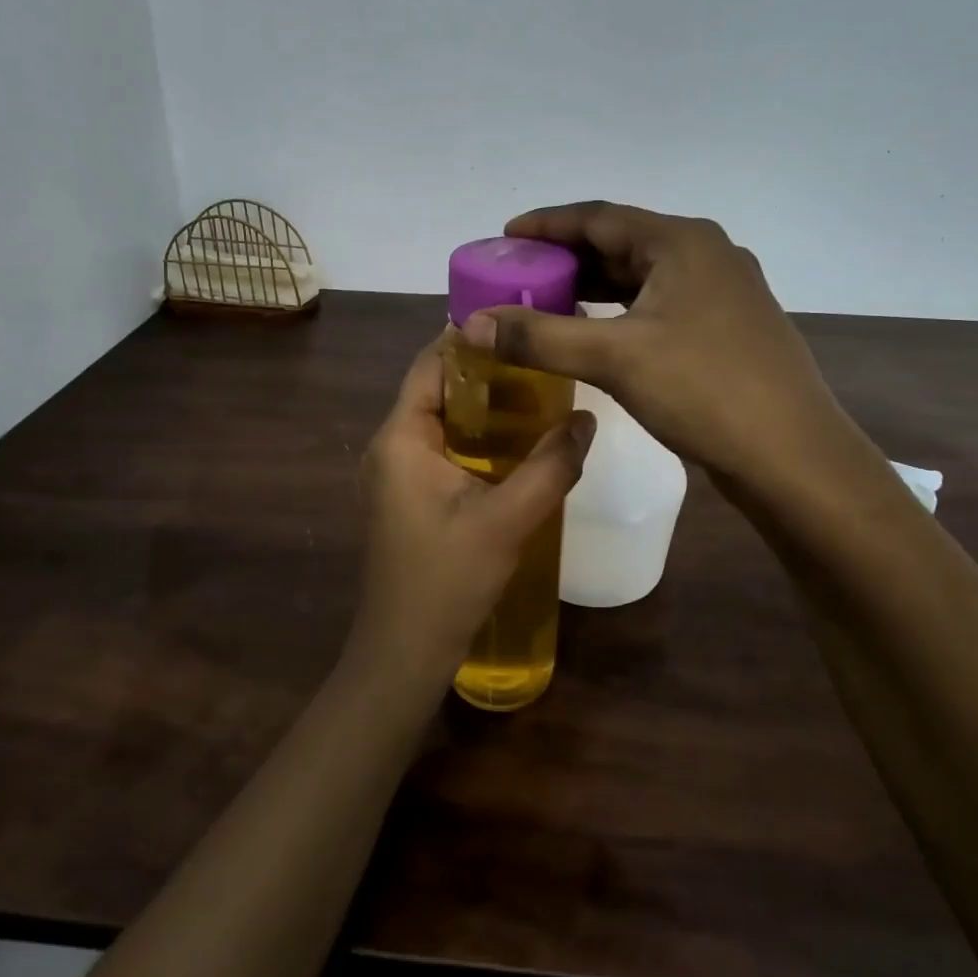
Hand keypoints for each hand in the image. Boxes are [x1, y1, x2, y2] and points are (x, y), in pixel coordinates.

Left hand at [342, 333, 595, 703]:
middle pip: (437, 388)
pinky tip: (517, 445)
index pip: (431, 363)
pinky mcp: (407, 497)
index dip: (472, 338)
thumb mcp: (507, 520)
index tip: (522, 323)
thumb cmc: (446, 581)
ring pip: (442, 420)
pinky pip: (442, 448)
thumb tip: (587, 419)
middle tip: (543, 360)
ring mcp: (395, 474)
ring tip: (540, 394)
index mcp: (400, 437)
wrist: (403, 653)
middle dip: (487, 372)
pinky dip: (477, 438)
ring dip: (484, 407)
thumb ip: (550, 466)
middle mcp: (390, 446)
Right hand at [463, 202, 874, 493]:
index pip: (600, 216)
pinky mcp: (727, 328)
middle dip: (568, 258)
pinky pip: (660, 305)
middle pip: (622, 243)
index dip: (548, 224)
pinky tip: (596, 333)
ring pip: (643, 276)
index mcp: (683, 242)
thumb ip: (539, 337)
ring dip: (594, 287)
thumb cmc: (704, 390)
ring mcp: (722, 293)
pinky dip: (621, 312)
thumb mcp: (615, 358)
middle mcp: (706, 255)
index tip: (506, 235)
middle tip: (519, 275)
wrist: (792, 457)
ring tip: (546, 302)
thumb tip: (471, 325)